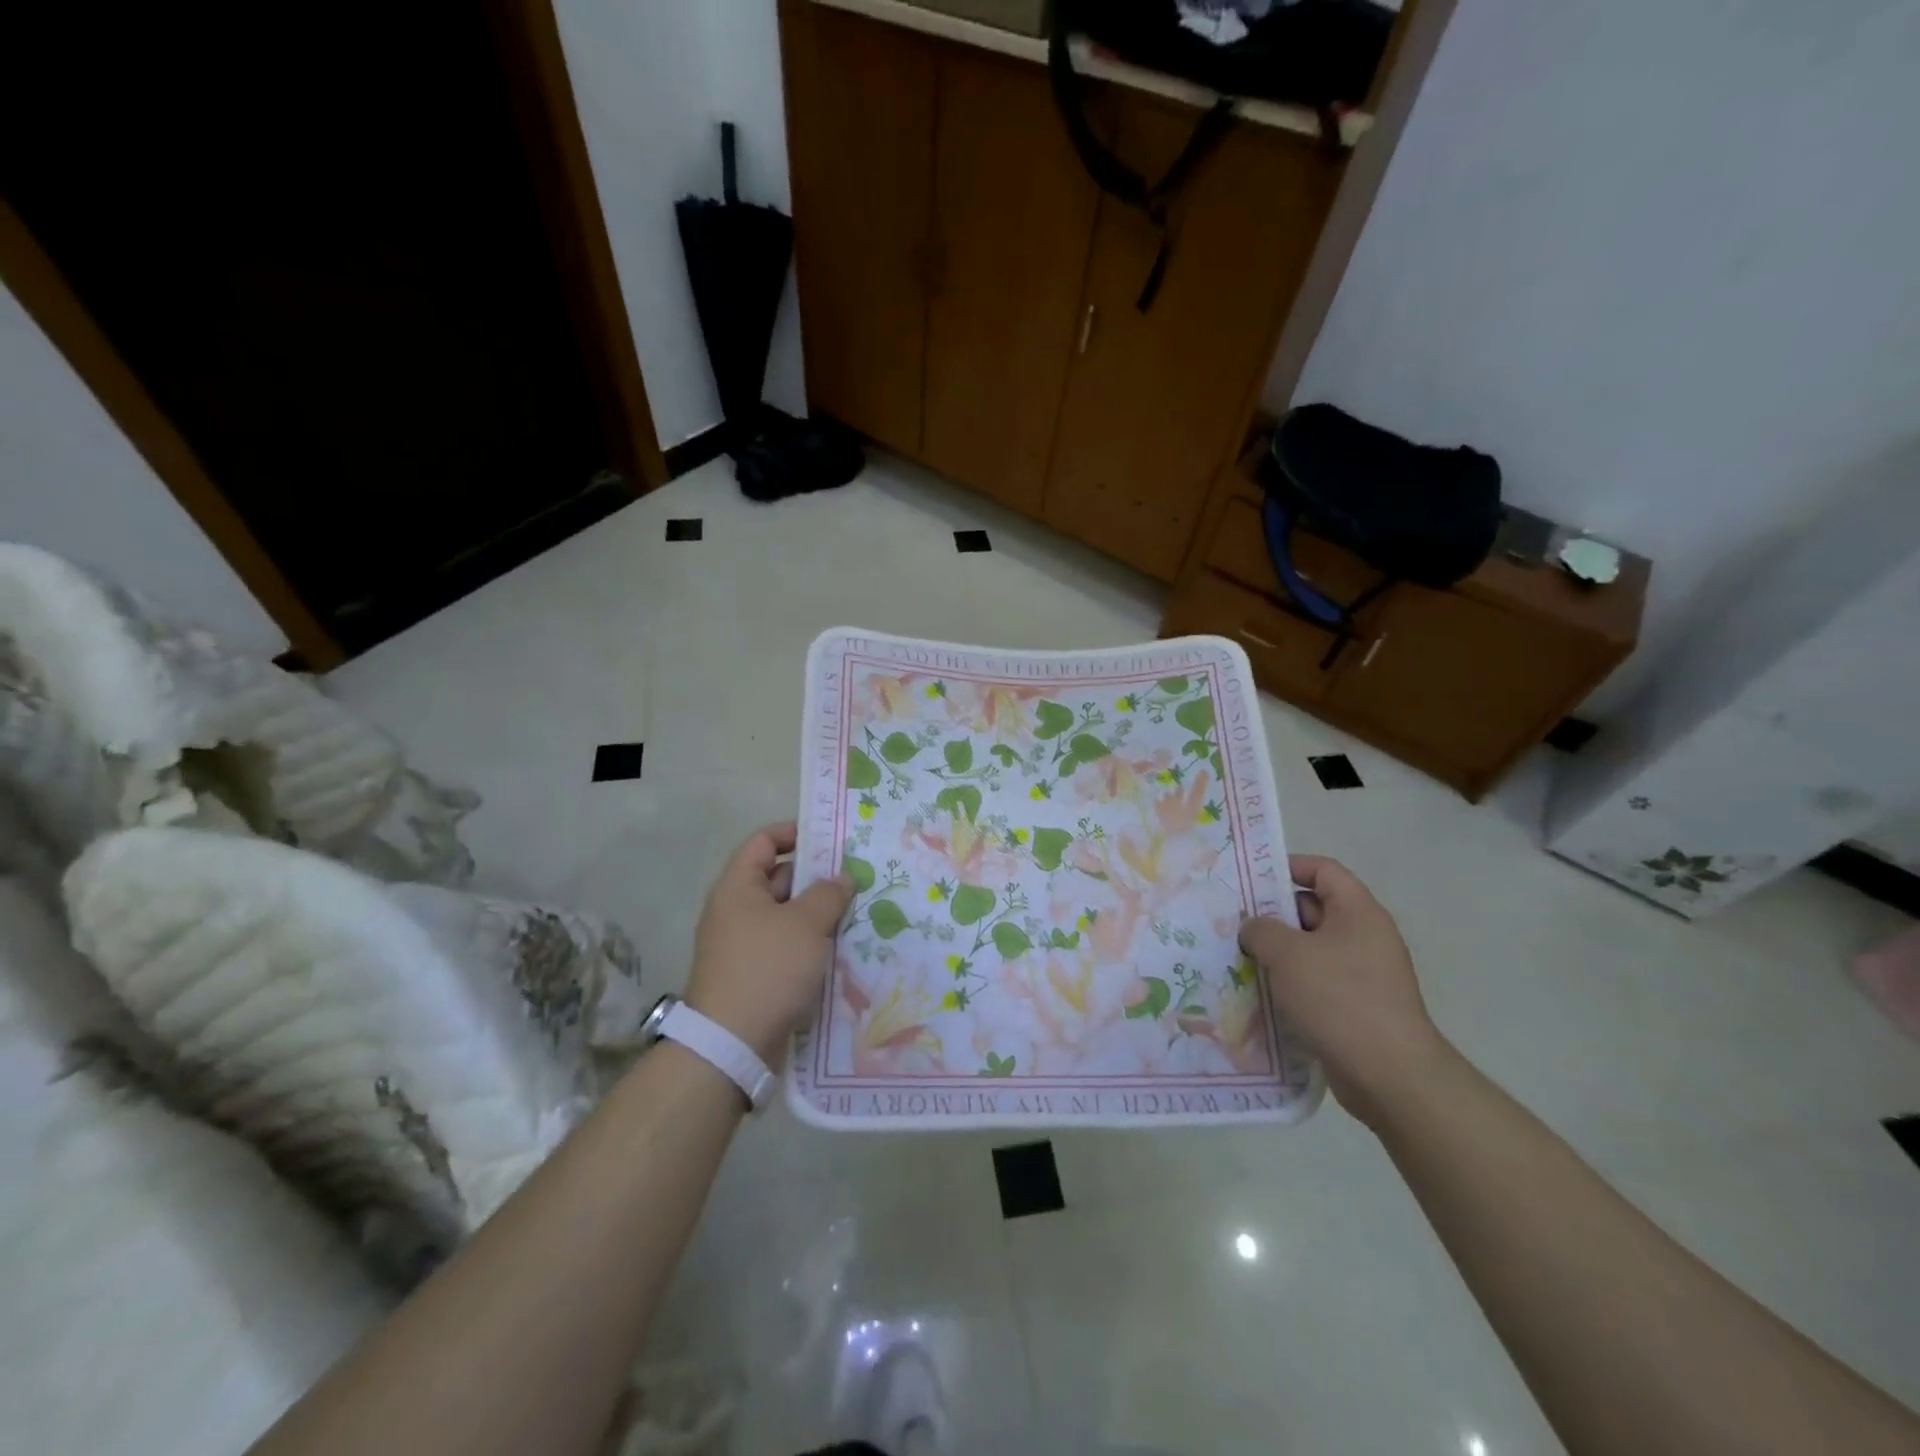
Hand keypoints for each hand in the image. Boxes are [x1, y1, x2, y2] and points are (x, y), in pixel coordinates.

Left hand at [684, 823, 852, 1065]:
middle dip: (818, 877)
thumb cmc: (768, 969)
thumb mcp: (806, 924)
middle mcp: (736, 911)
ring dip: (819, 914)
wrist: (731, 1045)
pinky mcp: (754, 975)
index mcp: (738, 887)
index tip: (832, 839)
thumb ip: (828, 894)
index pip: (763, 841)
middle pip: (779, 879)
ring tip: (859, 912)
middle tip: (858, 878)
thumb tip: (842, 877)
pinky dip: (811, 944)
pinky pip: (786, 947)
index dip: (795, 833)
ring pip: (787, 916)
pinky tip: (842, 949)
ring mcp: (744, 945)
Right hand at [1239, 855, 1453, 1127]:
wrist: (1389, 1075)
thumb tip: (1255, 929)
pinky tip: (1259, 994)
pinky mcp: (1356, 1007)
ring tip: (1237, 959)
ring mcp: (1363, 974)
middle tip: (1233, 923)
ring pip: (1310, 949)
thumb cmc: (1339, 999)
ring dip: (1276, 954)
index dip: (1287, 867)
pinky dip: (1290, 984)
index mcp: (1358, 912)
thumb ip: (1261, 929)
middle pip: (1313, 909)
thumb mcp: (1287, 953)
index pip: (1323, 870)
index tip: (1250, 881)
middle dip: (1272, 915)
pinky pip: (1316, 982)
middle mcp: (1365, 937)